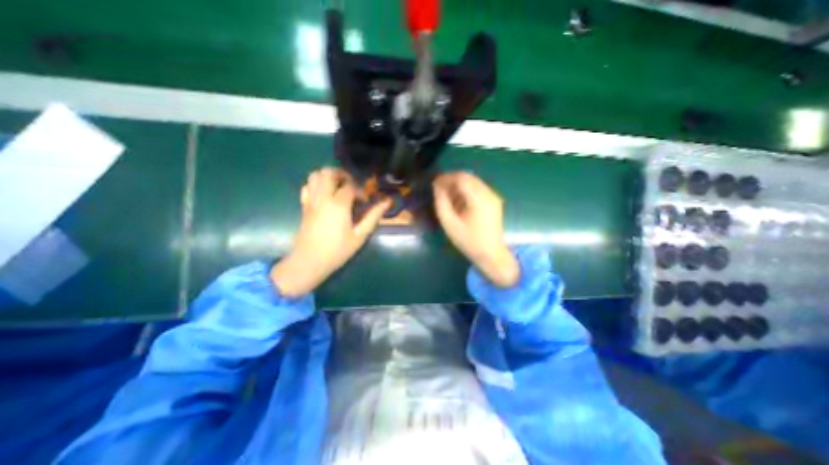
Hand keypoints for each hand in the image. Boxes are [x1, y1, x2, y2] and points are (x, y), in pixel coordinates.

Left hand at [272, 169, 390, 295]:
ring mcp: (311, 201)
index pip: (350, 186)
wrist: (309, 262)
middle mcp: (323, 198)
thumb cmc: (338, 250)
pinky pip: (307, 186)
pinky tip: (325, 195)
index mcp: (338, 205)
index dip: (359, 191)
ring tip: (338, 187)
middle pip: (328, 172)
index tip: (364, 203)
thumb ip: (373, 216)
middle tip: (351, 186)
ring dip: (328, 176)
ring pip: (315, 175)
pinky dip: (316, 184)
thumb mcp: (360, 235)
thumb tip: (386, 202)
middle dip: (342, 175)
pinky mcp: (304, 206)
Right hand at [435, 171, 514, 286]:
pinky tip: (458, 200)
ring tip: (447, 195)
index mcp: (479, 199)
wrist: (491, 254)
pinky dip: (466, 190)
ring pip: (473, 181)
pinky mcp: (494, 200)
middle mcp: (489, 193)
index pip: (461, 178)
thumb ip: (441, 203)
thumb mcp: (450, 224)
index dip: (446, 178)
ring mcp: (493, 196)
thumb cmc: (469, 241)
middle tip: (438, 188)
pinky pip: (478, 188)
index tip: (434, 184)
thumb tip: (437, 187)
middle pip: (468, 177)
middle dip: (451, 180)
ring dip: (458, 185)